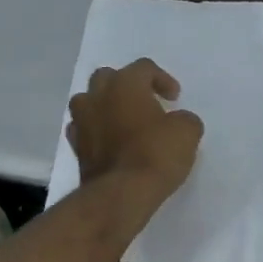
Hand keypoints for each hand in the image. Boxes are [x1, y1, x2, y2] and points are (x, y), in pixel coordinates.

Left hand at [67, 58, 203, 205]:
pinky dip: (97, 131)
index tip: (174, 98)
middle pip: (108, 77)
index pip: (144, 68)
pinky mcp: (75, 147)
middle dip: (126, 86)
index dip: (162, 79)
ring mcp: (82, 121)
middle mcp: (98, 96)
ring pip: (89, 101)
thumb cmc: (156, 154)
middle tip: (145, 103)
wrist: (121, 194)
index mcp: (125, 84)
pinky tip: (110, 143)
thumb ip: (184, 119)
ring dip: (106, 106)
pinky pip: (84, 129)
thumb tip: (177, 122)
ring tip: (124, 122)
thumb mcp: (187, 132)